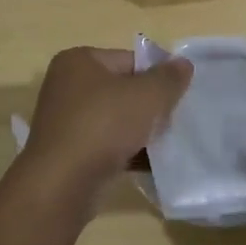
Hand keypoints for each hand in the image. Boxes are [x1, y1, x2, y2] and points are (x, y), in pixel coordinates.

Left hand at [17, 47, 192, 196]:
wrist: (63, 184)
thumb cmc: (104, 126)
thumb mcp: (147, 96)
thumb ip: (169, 78)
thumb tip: (183, 64)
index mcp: (79, 61)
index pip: (130, 60)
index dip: (158, 77)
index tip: (178, 97)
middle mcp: (67, 86)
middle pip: (123, 90)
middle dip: (150, 107)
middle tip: (174, 121)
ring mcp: (66, 121)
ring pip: (116, 120)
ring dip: (141, 132)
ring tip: (166, 145)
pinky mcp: (70, 152)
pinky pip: (107, 145)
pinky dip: (128, 152)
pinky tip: (151, 165)